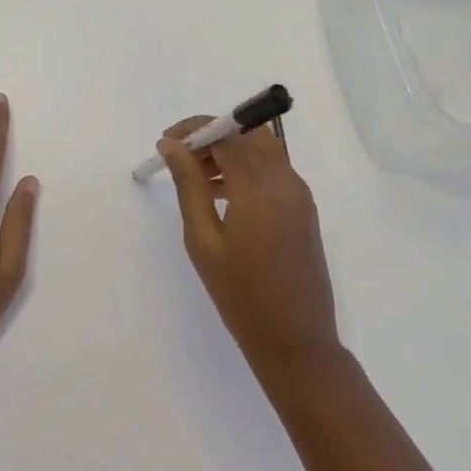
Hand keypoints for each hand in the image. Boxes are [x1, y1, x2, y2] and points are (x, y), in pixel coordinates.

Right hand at [159, 117, 340, 378]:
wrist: (296, 340)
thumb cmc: (241, 294)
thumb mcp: (203, 240)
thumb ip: (189, 185)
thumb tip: (172, 146)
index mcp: (259, 186)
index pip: (226, 133)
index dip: (194, 129)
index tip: (166, 143)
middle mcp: (285, 180)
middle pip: (249, 133)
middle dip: (213, 135)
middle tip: (181, 157)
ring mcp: (299, 194)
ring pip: (263, 150)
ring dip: (230, 151)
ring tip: (195, 178)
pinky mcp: (303, 209)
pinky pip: (273, 172)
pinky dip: (247, 169)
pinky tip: (222, 195)